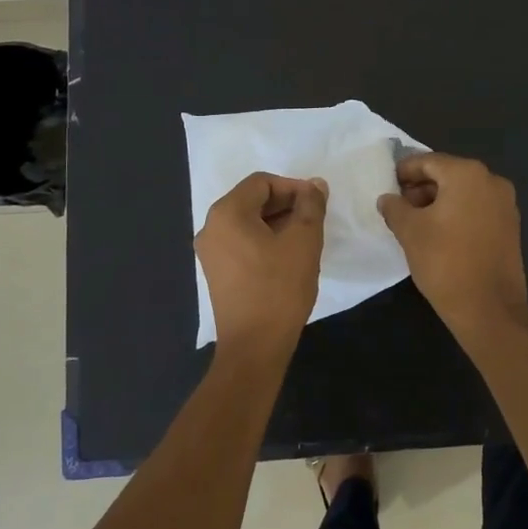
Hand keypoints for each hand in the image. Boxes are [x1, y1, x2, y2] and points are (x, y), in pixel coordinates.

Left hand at [195, 172, 328, 352]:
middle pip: (252, 200)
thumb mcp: (304, 241)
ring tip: (305, 239)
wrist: (254, 346)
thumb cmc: (279, 288)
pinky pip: (242, 242)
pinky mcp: (216, 272)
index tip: (317, 203)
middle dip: (286, 204)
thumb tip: (315, 185)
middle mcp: (211, 227)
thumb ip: (311, 206)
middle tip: (314, 220)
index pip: (262, 182)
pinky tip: (287, 257)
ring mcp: (210, 252)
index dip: (293, 187)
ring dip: (277, 223)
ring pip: (248, 222)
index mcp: (227, 213)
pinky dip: (265, 240)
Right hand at [377, 153, 527, 337]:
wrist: (489, 308)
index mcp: (467, 174)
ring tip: (415, 223)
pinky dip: (457, 213)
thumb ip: (395, 207)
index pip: (428, 161)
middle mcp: (491, 181)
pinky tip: (439, 234)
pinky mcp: (510, 226)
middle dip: (421, 188)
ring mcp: (505, 204)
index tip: (387, 185)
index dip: (404, 172)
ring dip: (438, 201)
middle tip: (398, 207)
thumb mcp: (409, 232)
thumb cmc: (445, 262)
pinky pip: (477, 208)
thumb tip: (388, 198)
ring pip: (463, 192)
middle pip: (448, 174)